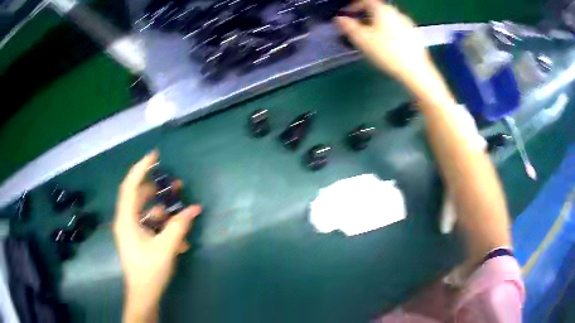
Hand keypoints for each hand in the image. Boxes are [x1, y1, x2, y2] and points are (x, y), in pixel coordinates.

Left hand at [113, 151, 200, 322]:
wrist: (144, 295)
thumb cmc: (149, 270)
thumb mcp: (166, 248)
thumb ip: (179, 227)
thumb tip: (194, 209)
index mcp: (126, 219)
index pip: (130, 186)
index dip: (141, 168)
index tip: (155, 155)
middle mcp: (126, 221)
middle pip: (139, 197)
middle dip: (157, 190)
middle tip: (175, 185)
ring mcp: (131, 231)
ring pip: (147, 212)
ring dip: (163, 210)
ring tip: (181, 212)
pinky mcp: (138, 239)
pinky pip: (151, 226)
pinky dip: (163, 227)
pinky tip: (180, 239)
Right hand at [335, 0, 432, 82]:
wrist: (416, 71)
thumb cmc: (387, 52)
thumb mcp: (362, 39)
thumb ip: (348, 26)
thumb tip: (339, 18)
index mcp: (382, 9)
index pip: (364, 1)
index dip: (352, 6)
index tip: (346, 16)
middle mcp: (396, 12)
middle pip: (377, 10)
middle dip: (364, 17)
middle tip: (357, 29)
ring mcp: (408, 23)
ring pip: (388, 20)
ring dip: (377, 25)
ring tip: (372, 39)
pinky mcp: (415, 36)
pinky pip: (398, 29)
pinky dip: (389, 32)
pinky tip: (388, 46)